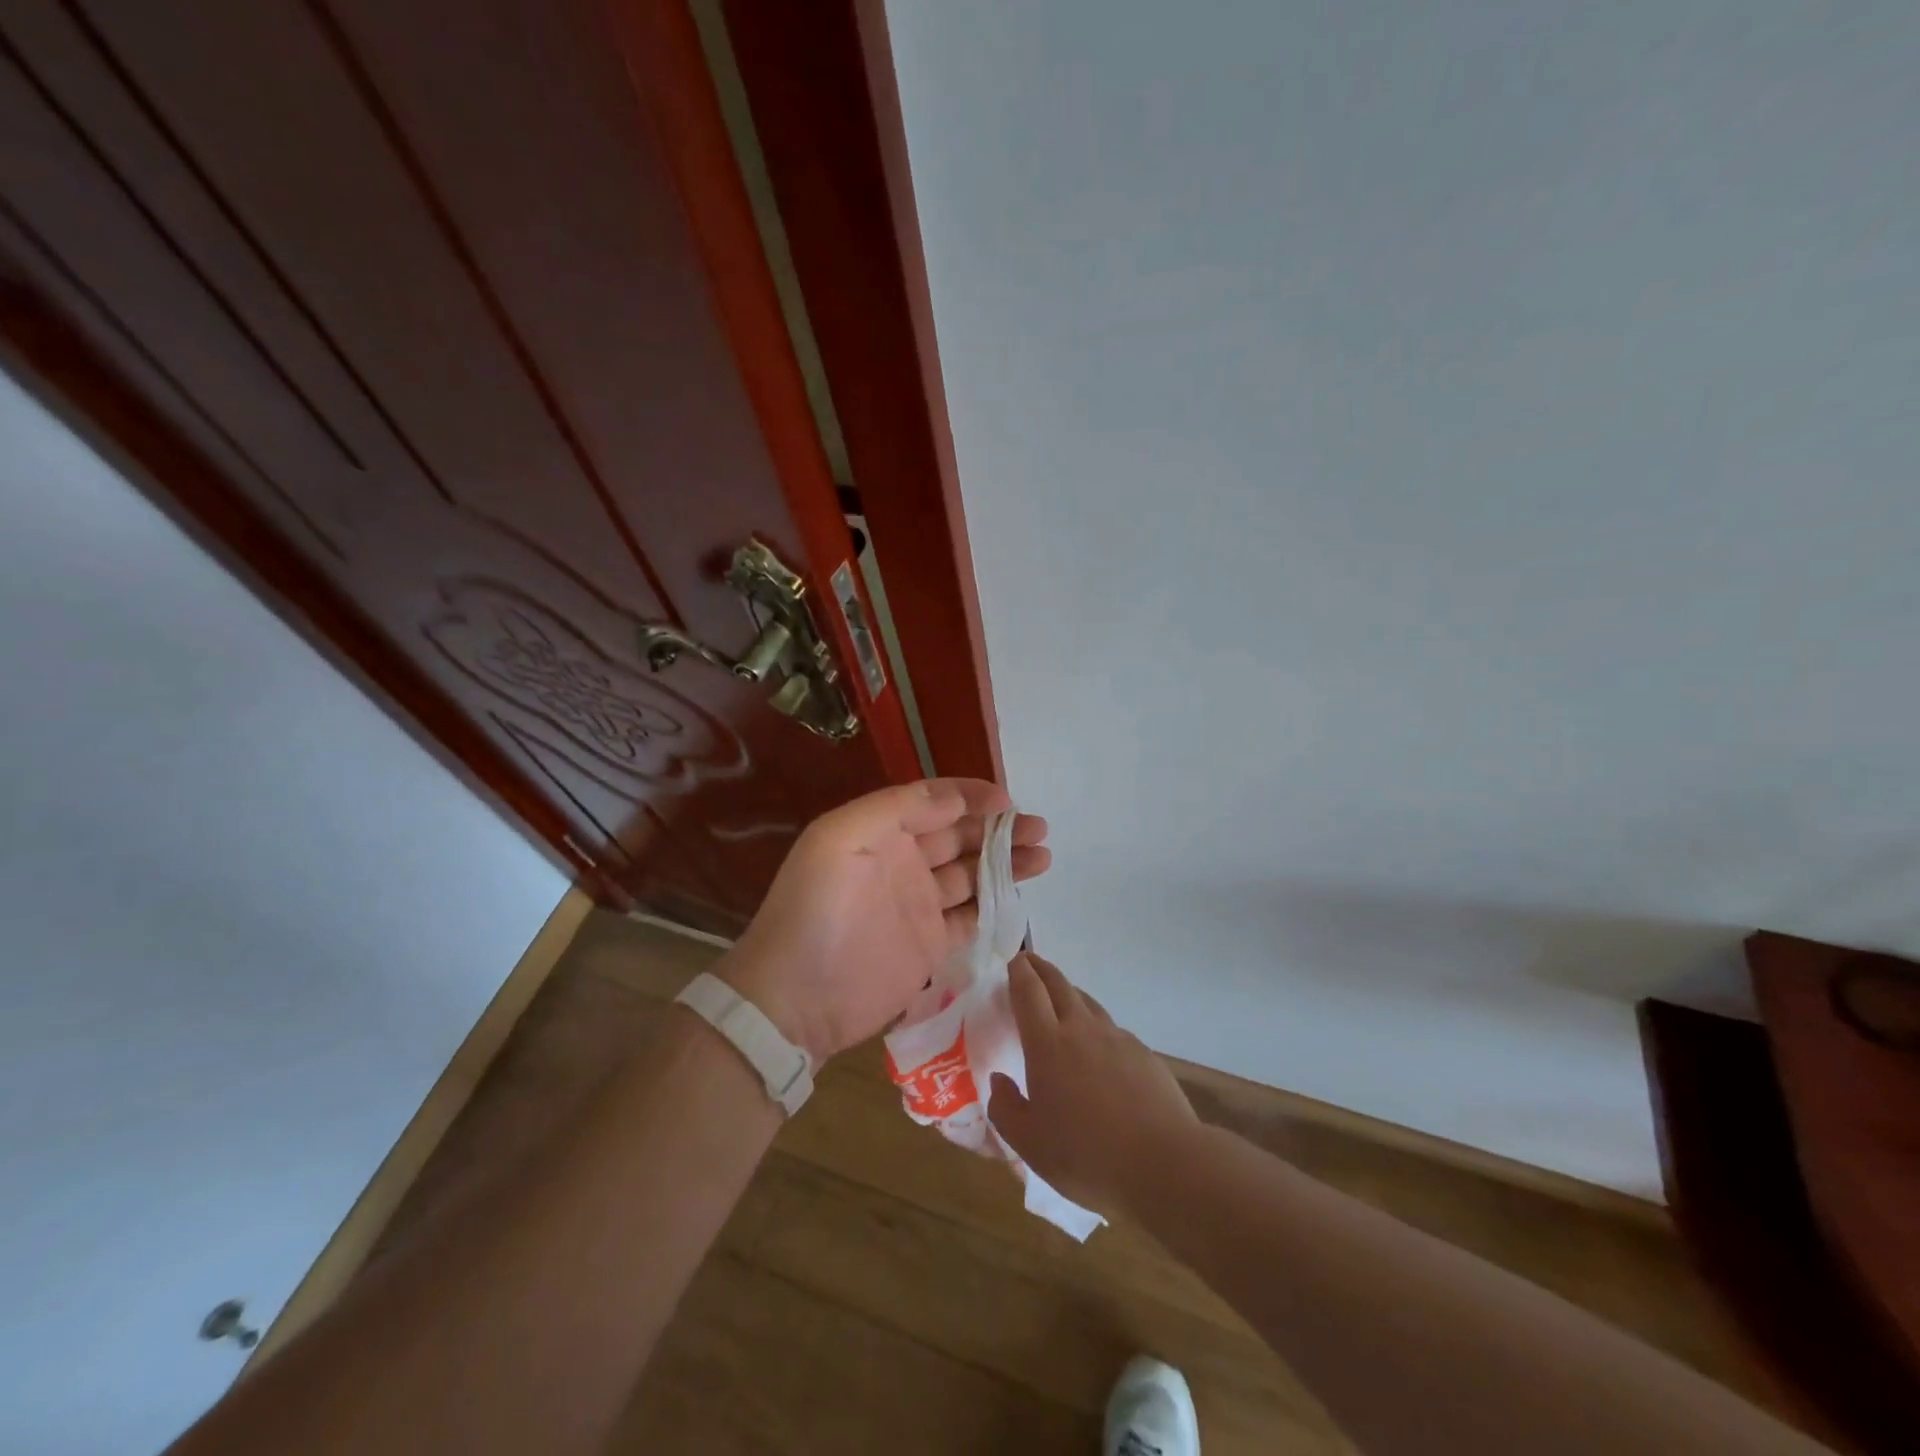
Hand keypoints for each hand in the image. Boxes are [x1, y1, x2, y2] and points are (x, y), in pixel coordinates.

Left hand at [719, 779, 1050, 1065]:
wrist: (795, 999)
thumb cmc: (815, 910)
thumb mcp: (839, 839)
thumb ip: (896, 809)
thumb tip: (953, 798)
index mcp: (879, 831)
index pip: (933, 802)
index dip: (970, 797)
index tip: (1008, 802)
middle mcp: (902, 861)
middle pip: (959, 836)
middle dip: (998, 828)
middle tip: (1038, 829)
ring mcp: (918, 904)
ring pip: (971, 874)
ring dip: (1006, 862)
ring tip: (1042, 856)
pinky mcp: (930, 945)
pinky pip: (971, 916)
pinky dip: (996, 905)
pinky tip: (1021, 896)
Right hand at [988, 952, 1198, 1219]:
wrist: (1164, 1164)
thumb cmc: (1087, 1155)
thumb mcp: (1030, 1145)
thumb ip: (1006, 1109)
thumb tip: (998, 1081)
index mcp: (1048, 1044)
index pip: (1029, 992)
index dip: (1019, 972)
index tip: (1013, 960)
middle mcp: (1082, 1030)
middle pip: (1059, 985)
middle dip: (1042, 969)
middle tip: (1030, 963)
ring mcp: (1117, 1039)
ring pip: (1088, 1002)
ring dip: (1069, 992)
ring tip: (1060, 998)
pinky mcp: (1143, 1054)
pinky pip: (1112, 1029)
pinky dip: (1096, 1025)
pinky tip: (1098, 1047)